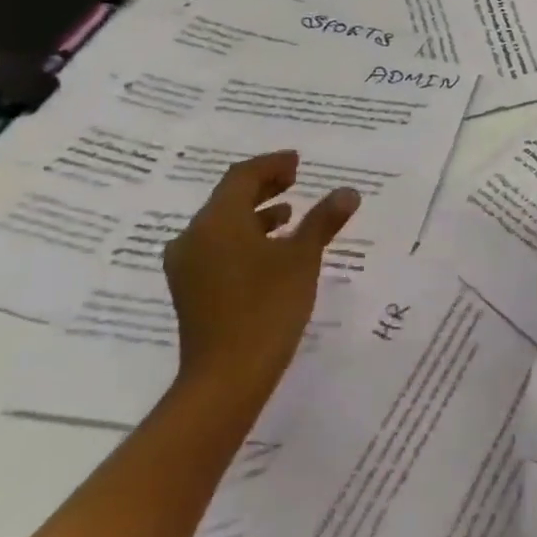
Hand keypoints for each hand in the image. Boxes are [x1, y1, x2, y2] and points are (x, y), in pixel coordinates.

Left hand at [162, 151, 359, 406]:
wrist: (227, 375)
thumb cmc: (268, 306)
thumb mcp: (303, 258)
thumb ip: (323, 221)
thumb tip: (348, 192)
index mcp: (217, 222)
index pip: (242, 177)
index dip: (272, 165)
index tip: (299, 162)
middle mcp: (194, 238)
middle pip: (228, 199)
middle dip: (263, 187)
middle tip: (295, 179)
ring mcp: (188, 266)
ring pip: (222, 225)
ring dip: (256, 214)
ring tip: (289, 214)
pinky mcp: (192, 289)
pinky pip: (219, 247)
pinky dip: (246, 238)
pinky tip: (272, 251)